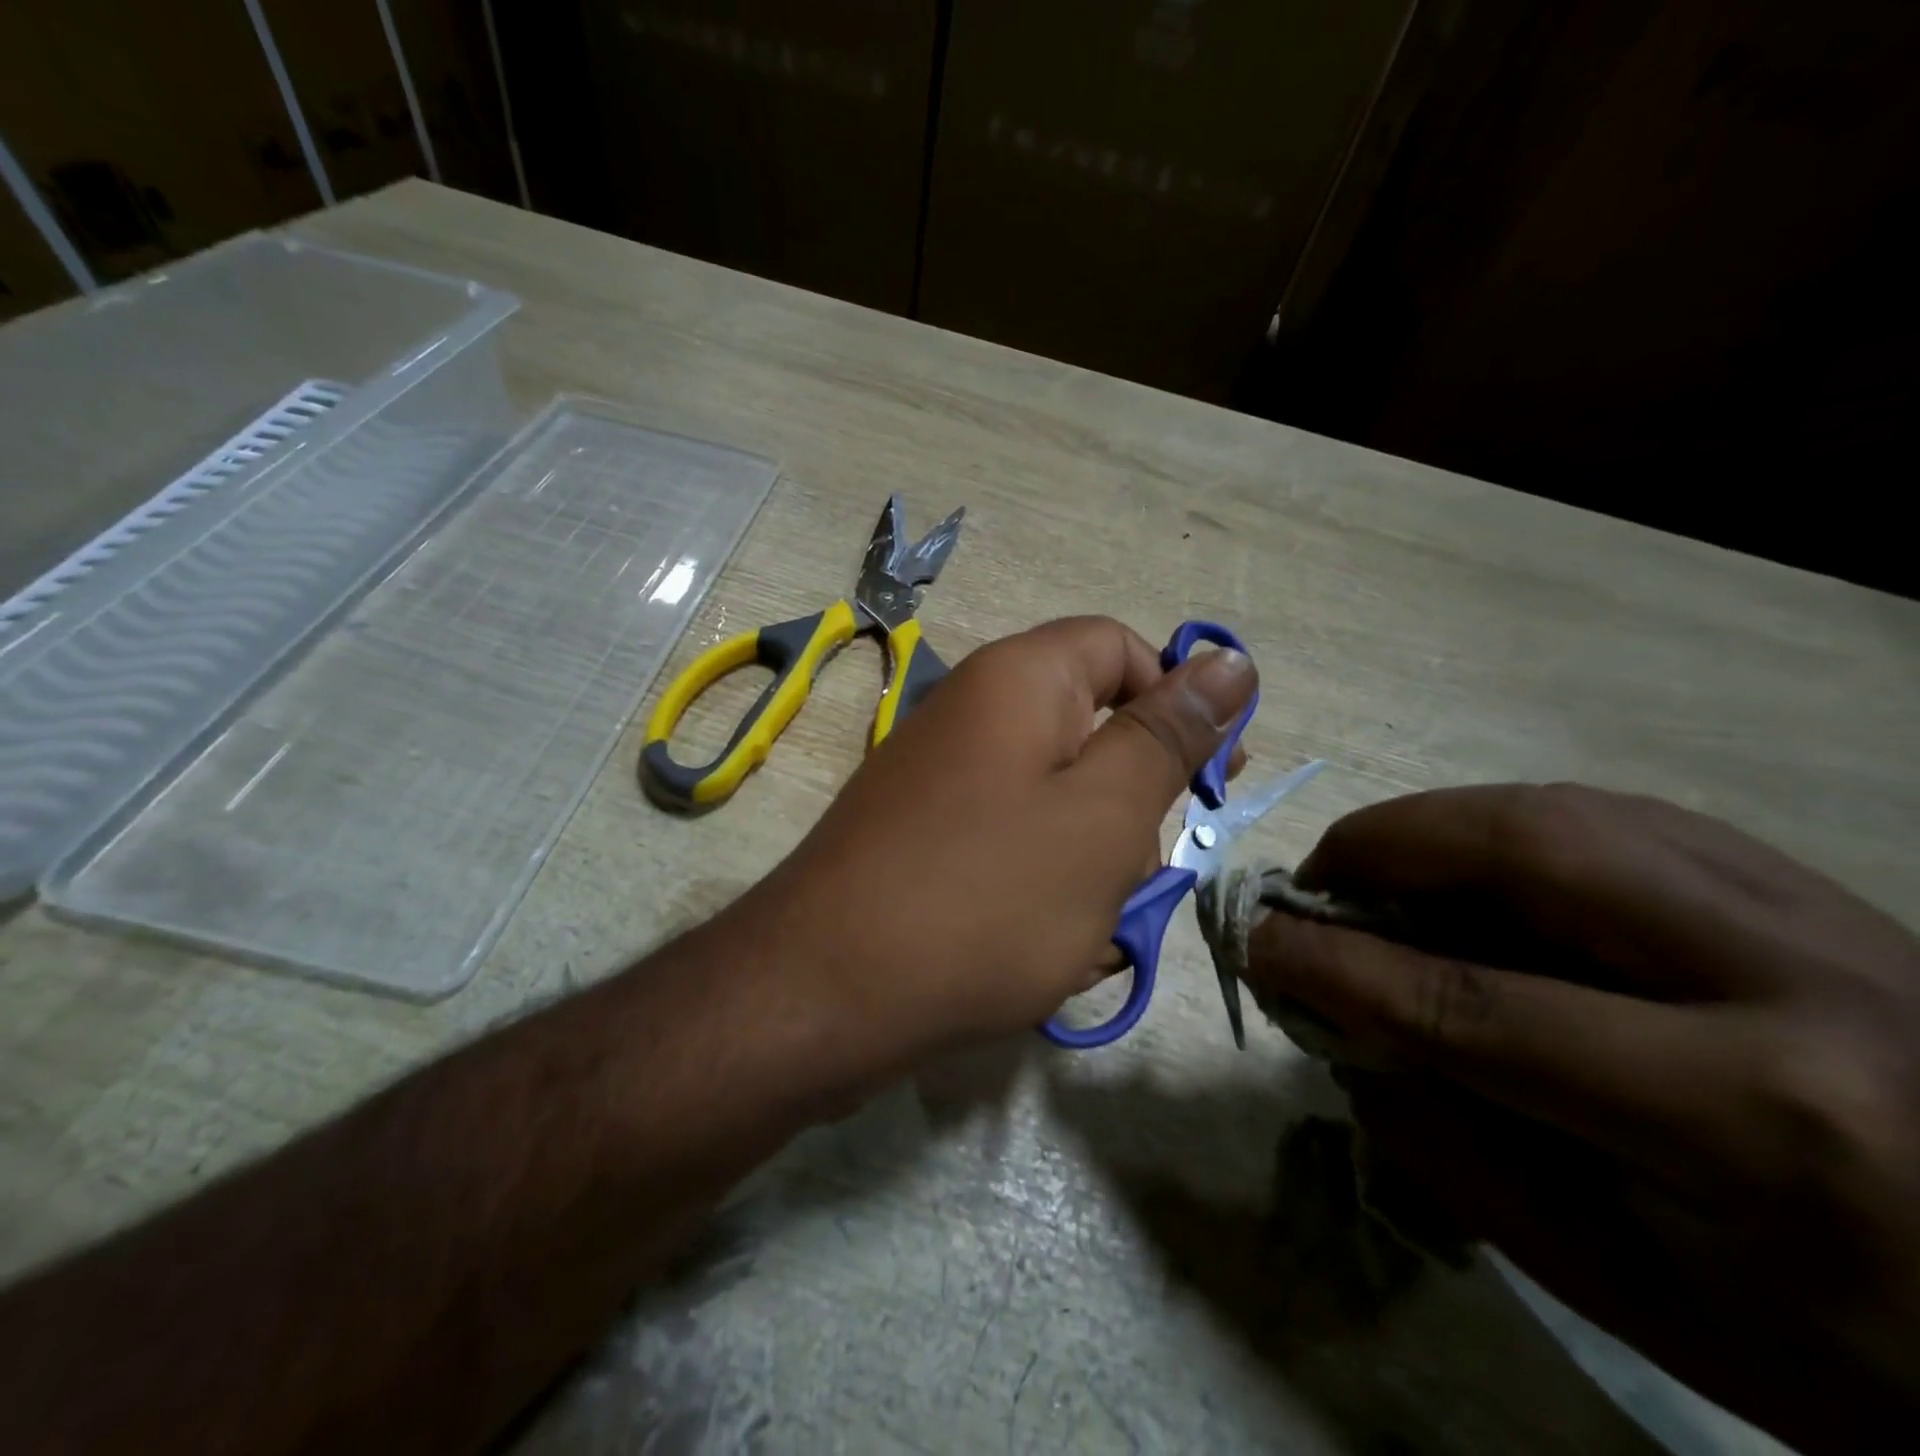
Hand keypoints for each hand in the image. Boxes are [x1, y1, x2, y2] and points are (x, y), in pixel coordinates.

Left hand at [736, 616, 1255, 1058]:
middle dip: (1132, 802)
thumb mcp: (1104, 815)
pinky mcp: (924, 838)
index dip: (1176, 698)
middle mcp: (973, 713)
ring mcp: (941, 779)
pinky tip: (1043, 950)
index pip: (1120, 647)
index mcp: (1018, 680)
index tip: (1213, 776)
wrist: (824, 995)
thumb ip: (1167, 736)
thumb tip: (1229, 660)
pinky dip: (1041, 889)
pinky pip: (1009, 844)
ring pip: (1055, 801)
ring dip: (1091, 861)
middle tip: (1141, 875)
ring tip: (1085, 930)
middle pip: (1088, 729)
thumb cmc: (987, 897)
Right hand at [1245, 783, 1919, 1454]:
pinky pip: (1611, 814)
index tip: (1255, 941)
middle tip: (1314, 886)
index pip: (1472, 1005)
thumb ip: (1452, 1149)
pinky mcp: (1808, 883)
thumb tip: (1337, 1027)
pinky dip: (1502, 827)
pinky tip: (1471, 871)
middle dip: (1381, 847)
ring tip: (1376, 874)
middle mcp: (1794, 982)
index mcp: (1758, 1123)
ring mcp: (1817, 912)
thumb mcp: (1628, 1290)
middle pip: (1528, 850)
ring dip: (1434, 826)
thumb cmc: (1843, 1349)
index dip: (1335, 965)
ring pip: (1566, 808)